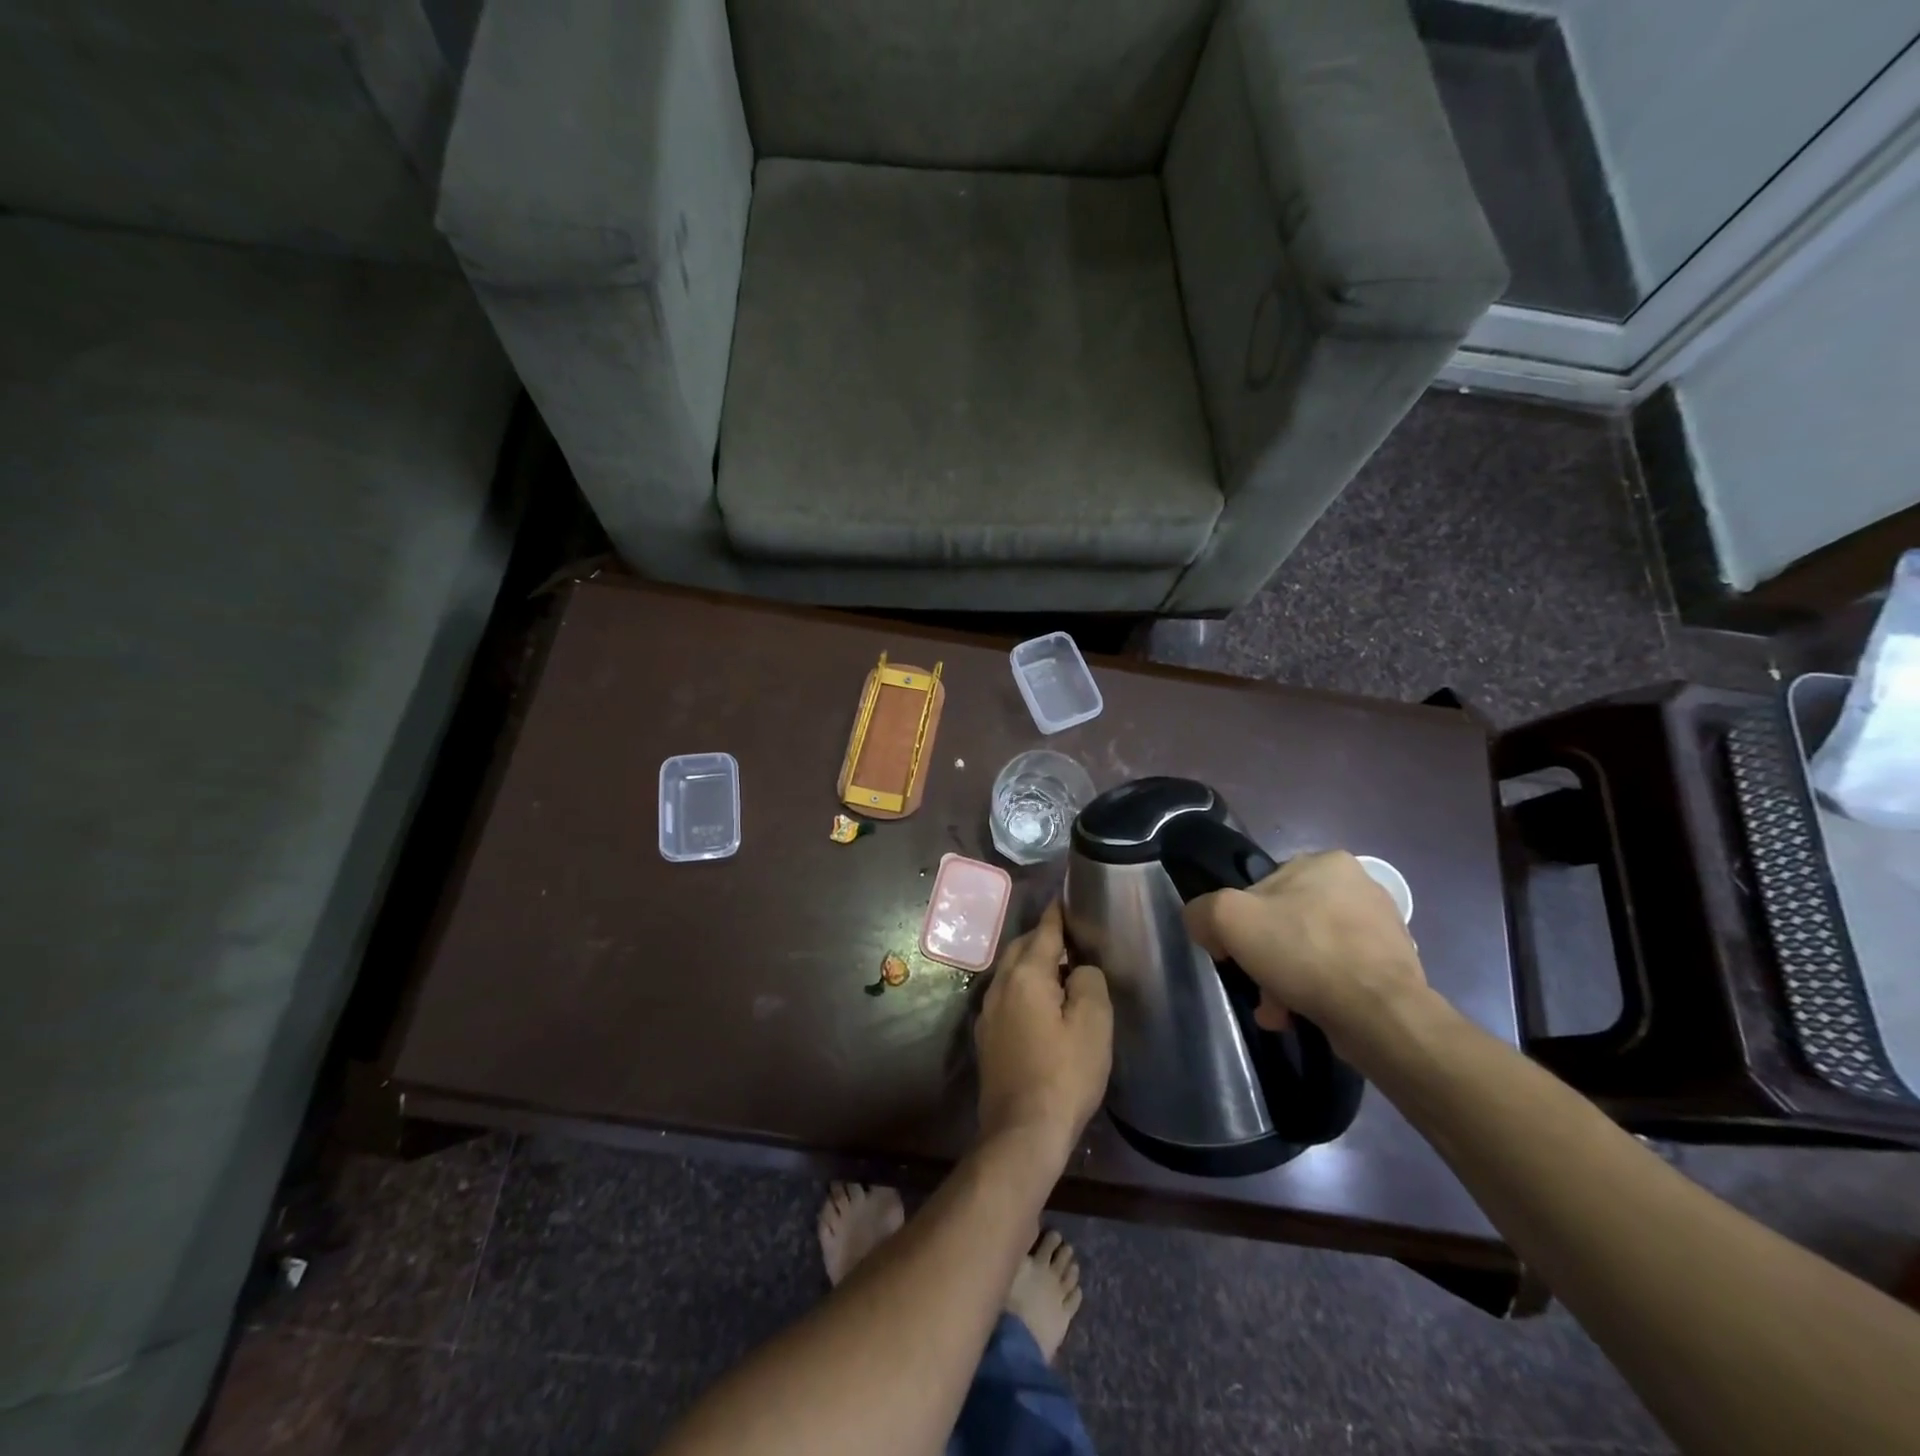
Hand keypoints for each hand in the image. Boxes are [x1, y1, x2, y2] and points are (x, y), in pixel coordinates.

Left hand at [975, 901, 1112, 1164]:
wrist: (1022, 1132)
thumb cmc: (1064, 1075)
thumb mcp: (1093, 1025)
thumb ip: (1089, 982)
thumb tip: (1078, 968)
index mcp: (1025, 975)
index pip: (1044, 931)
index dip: (1058, 913)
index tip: (1067, 897)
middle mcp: (999, 985)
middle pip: (1021, 947)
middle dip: (1043, 937)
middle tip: (1071, 937)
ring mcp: (988, 1012)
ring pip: (1010, 971)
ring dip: (1032, 962)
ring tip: (1060, 968)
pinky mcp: (986, 1036)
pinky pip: (1006, 995)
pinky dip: (1023, 987)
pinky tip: (1040, 1003)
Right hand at [1183, 850, 1425, 1055]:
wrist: (1381, 1015)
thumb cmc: (1304, 953)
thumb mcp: (1229, 918)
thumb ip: (1203, 911)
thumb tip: (1205, 925)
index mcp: (1326, 861)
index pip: (1262, 888)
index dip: (1240, 922)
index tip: (1234, 954)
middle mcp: (1358, 886)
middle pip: (1286, 922)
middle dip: (1266, 958)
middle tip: (1257, 988)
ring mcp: (1381, 926)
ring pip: (1310, 950)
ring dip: (1287, 980)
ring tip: (1279, 1011)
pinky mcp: (1393, 966)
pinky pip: (1339, 974)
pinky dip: (1317, 992)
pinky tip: (1305, 1015)